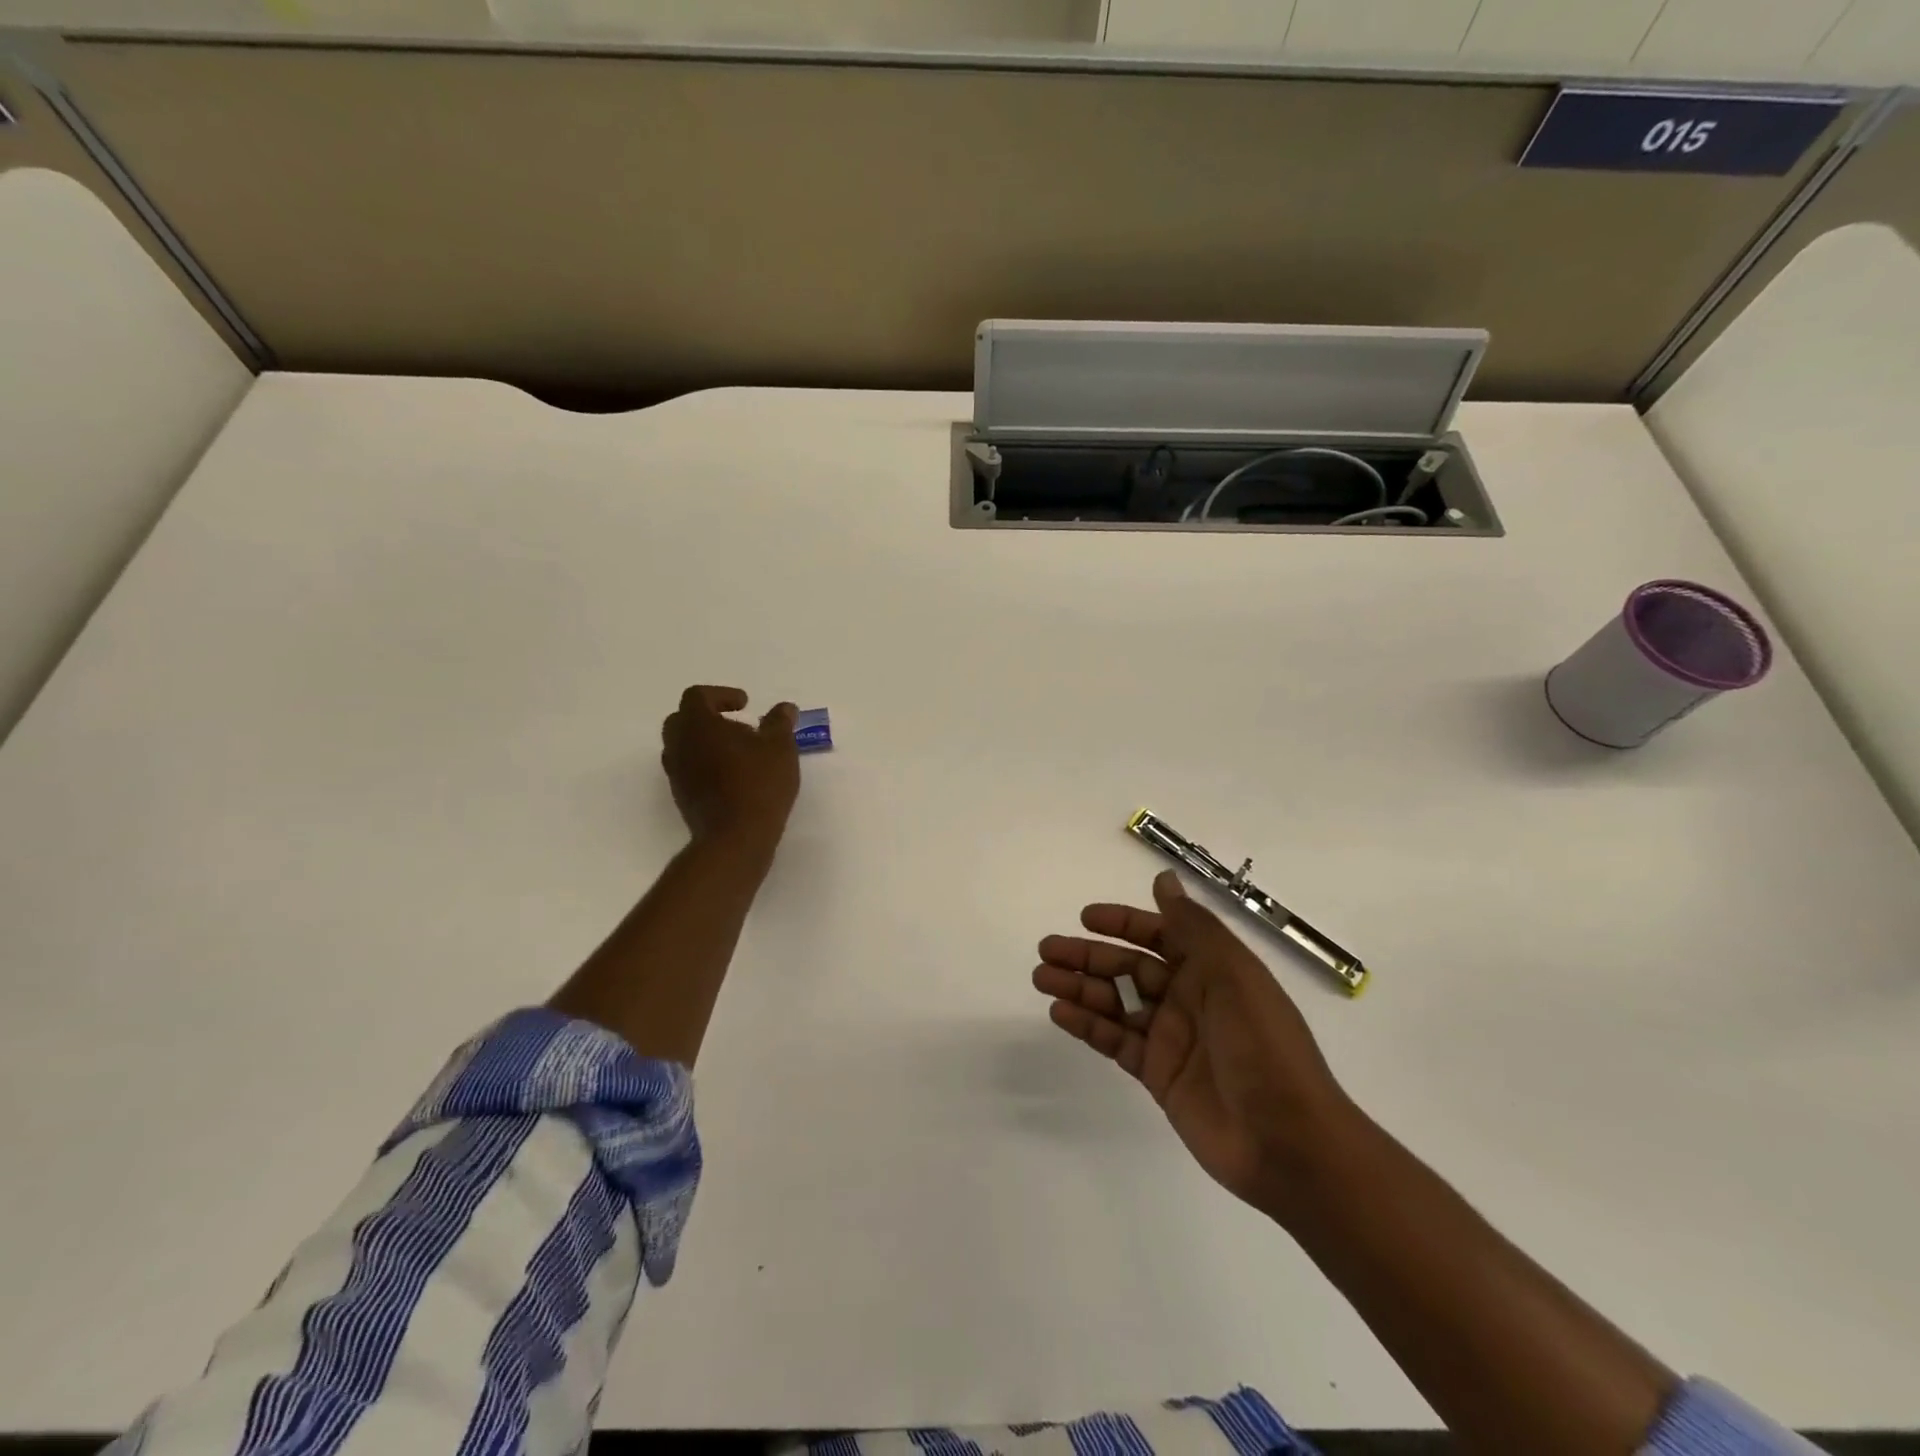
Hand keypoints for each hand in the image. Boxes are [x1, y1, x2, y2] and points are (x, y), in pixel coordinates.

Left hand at [661, 686, 799, 852]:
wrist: (736, 839)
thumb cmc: (759, 784)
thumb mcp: (780, 748)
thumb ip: (780, 723)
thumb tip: (784, 708)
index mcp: (698, 725)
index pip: (697, 696)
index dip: (721, 694)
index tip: (745, 705)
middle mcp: (679, 746)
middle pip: (682, 719)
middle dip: (708, 717)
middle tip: (738, 726)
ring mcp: (677, 774)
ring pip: (684, 746)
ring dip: (706, 742)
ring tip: (739, 753)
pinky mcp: (682, 797)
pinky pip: (689, 769)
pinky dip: (706, 764)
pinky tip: (734, 776)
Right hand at [1033, 870, 1357, 1219]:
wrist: (1288, 1141)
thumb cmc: (1264, 1046)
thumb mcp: (1233, 975)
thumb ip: (1193, 927)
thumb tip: (1163, 879)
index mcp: (1211, 970)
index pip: (1160, 935)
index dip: (1124, 923)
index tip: (1086, 918)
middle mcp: (1189, 998)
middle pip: (1129, 967)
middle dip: (1088, 956)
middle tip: (1046, 949)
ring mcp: (1171, 1038)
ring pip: (1116, 1003)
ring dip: (1079, 987)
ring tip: (1041, 977)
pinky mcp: (1158, 1074)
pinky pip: (1115, 1041)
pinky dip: (1087, 1025)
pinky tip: (1060, 1012)